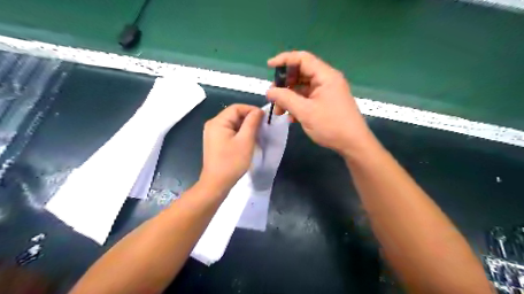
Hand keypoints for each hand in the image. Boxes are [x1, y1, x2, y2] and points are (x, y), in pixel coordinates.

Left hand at [201, 105, 266, 191]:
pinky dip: (240, 134)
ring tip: (257, 134)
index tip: (264, 118)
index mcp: (218, 122)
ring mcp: (213, 134)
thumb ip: (252, 122)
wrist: (216, 184)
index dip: (251, 110)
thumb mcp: (245, 140)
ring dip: (246, 127)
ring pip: (233, 124)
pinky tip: (248, 141)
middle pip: (234, 115)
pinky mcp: (216, 142)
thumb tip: (258, 111)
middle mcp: (213, 125)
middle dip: (249, 119)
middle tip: (262, 127)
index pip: (236, 108)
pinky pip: (230, 132)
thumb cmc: (232, 162)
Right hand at [267, 51, 374, 155]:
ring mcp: (327, 92)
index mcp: (325, 76)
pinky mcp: (326, 103)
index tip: (269, 66)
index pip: (302, 58)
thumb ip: (285, 99)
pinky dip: (297, 105)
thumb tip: (269, 91)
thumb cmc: (331, 126)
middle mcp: (327, 80)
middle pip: (301, 74)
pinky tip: (291, 118)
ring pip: (303, 88)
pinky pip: (308, 99)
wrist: (353, 144)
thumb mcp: (305, 112)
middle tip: (273, 97)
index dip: (284, 60)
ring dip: (289, 98)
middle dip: (285, 84)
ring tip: (279, 111)